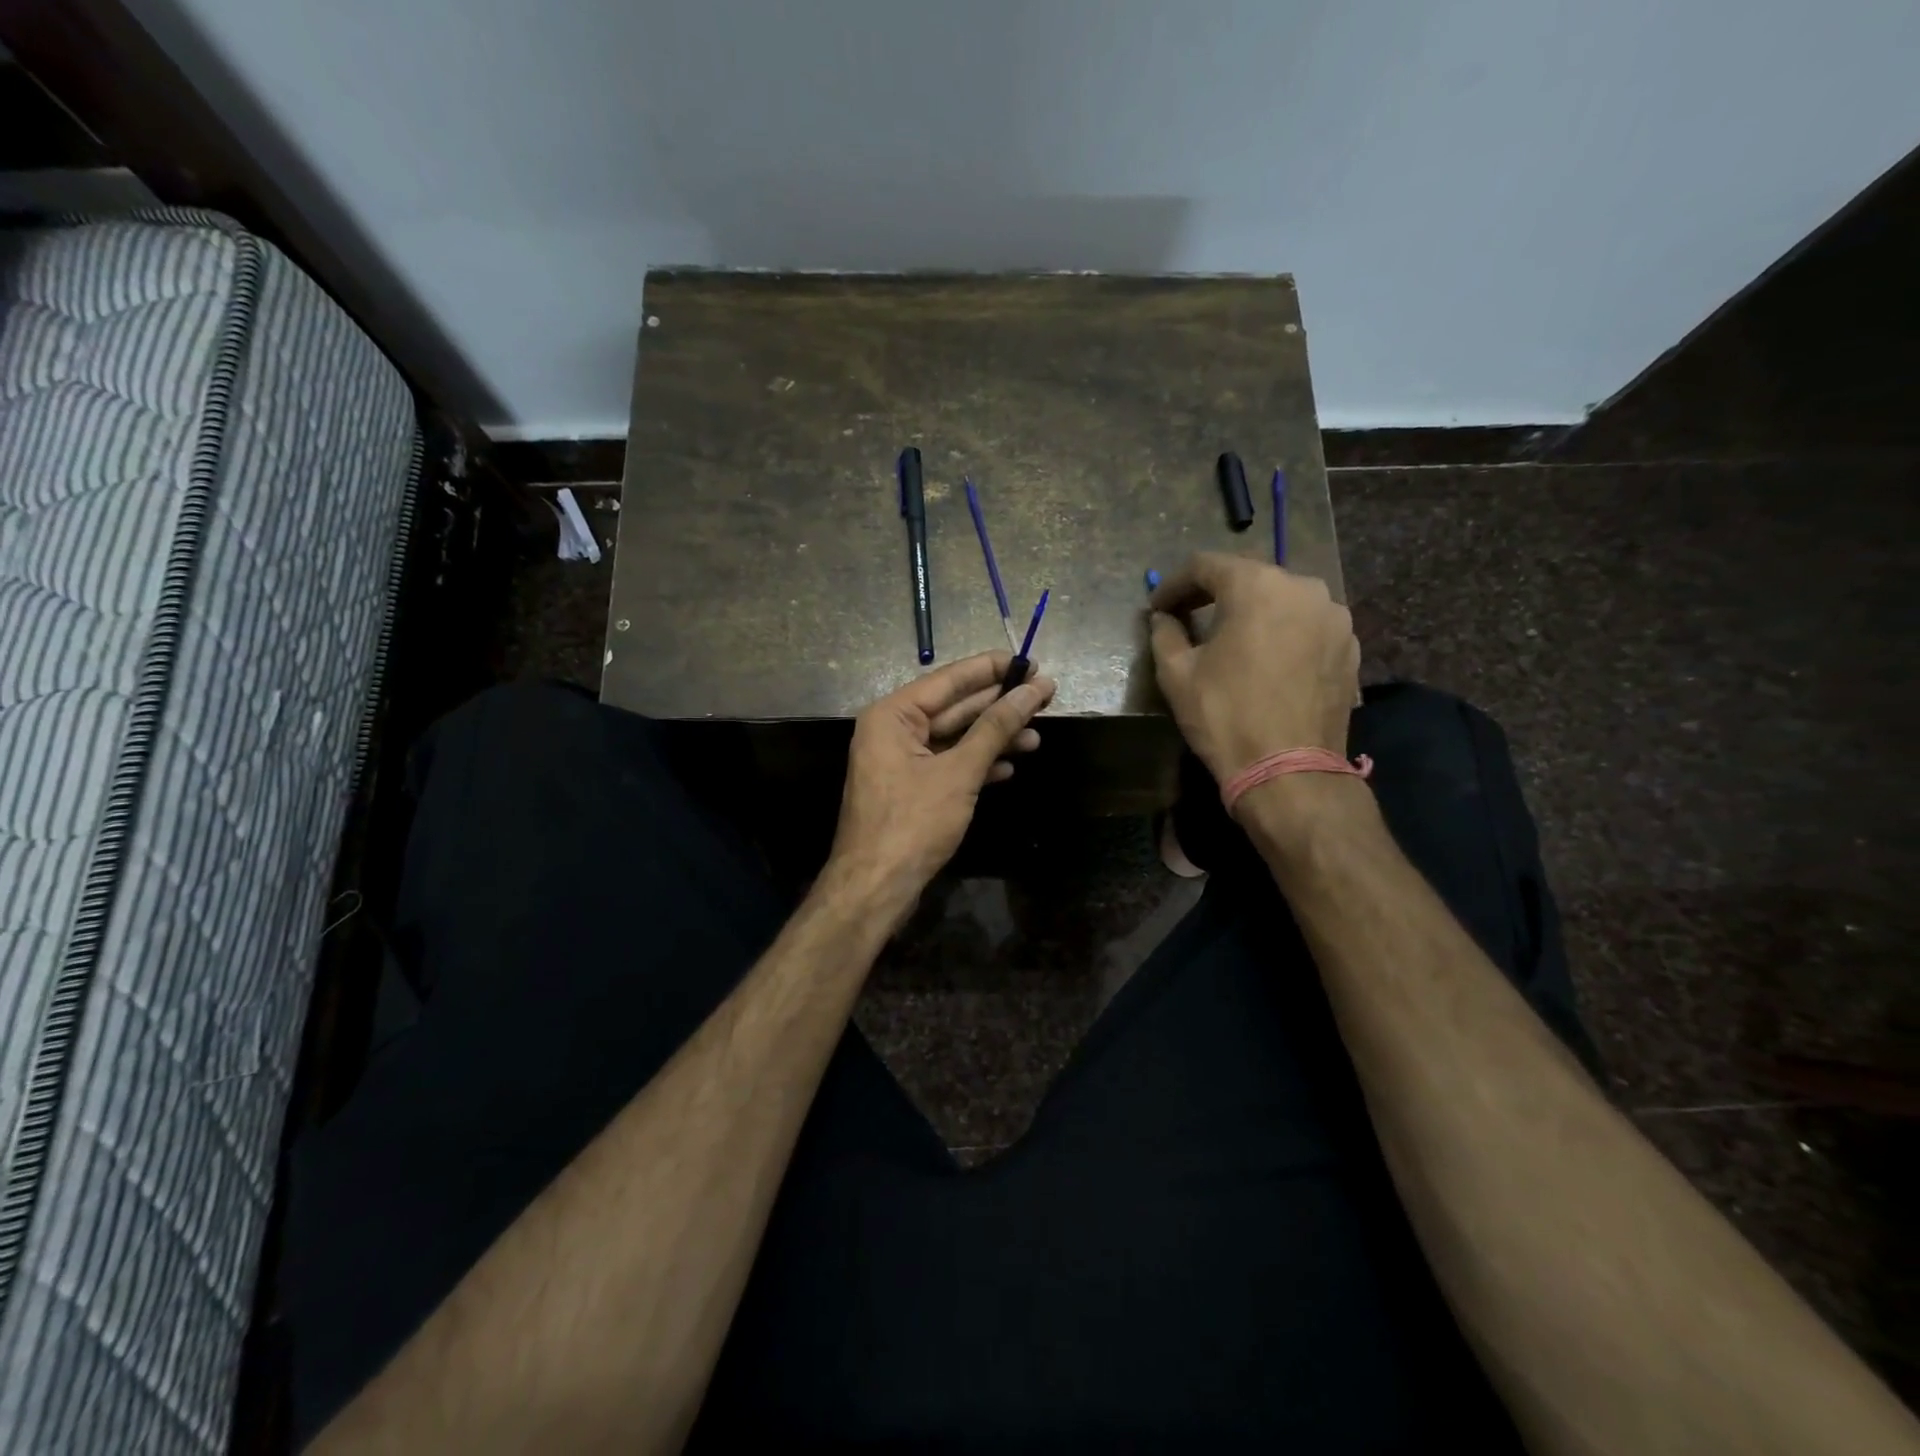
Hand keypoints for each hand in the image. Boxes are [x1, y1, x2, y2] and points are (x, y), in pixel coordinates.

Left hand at [828, 652, 1055, 916]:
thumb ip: (995, 728)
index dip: (992, 669)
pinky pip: (949, 764)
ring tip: (1038, 734)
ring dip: (994, 737)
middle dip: (999, 704)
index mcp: (893, 714)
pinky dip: (978, 764)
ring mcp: (901, 761)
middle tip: (1045, 695)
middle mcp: (893, 730)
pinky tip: (1010, 764)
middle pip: (954, 707)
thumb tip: (1032, 690)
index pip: (950, 680)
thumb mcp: (959, 772)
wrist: (876, 887)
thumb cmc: (913, 822)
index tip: (1031, 662)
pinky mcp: (912, 788)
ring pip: (955, 738)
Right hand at [1149, 552, 1359, 782]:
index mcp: (1257, 585)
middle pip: (1248, 577)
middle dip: (1214, 594)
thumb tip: (1162, 618)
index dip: (1173, 584)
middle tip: (1188, 618)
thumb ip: (1165, 633)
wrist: (1289, 770)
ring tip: (1230, 640)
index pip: (1205, 565)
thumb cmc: (1225, 715)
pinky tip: (1266, 660)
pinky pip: (1307, 626)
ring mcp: (1334, 616)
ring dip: (1252, 612)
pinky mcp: (1350, 646)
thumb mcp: (1177, 674)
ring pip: (1282, 600)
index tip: (1157, 608)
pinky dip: (1282, 633)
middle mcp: (1303, 587)